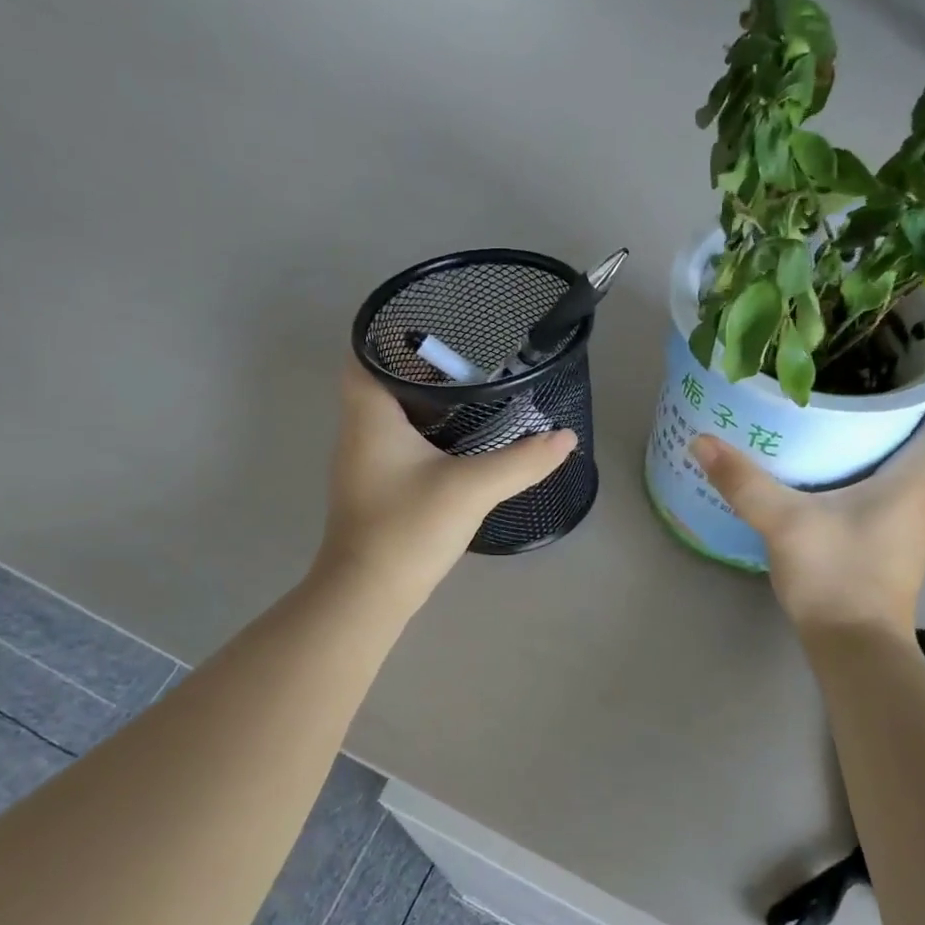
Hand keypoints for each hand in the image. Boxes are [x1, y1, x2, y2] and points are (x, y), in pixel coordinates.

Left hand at [314, 361, 575, 607]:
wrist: (369, 595)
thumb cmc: (408, 529)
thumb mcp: (472, 489)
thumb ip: (522, 461)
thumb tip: (567, 438)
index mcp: (369, 416)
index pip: (363, 353)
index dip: (390, 335)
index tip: (435, 329)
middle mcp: (357, 431)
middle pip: (380, 380)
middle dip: (420, 367)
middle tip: (469, 358)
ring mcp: (363, 461)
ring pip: (390, 413)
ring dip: (423, 400)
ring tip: (470, 390)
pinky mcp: (375, 486)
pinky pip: (396, 441)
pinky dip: (423, 431)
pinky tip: (457, 439)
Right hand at [692, 401, 924, 637]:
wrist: (856, 647)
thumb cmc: (836, 575)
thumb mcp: (783, 522)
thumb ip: (744, 481)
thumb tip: (701, 441)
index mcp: (918, 480)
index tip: (901, 368)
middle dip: (902, 408)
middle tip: (855, 383)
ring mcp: (915, 523)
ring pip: (914, 466)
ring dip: (888, 441)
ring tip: (841, 417)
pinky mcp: (898, 542)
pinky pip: (898, 490)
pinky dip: (876, 471)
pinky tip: (834, 470)